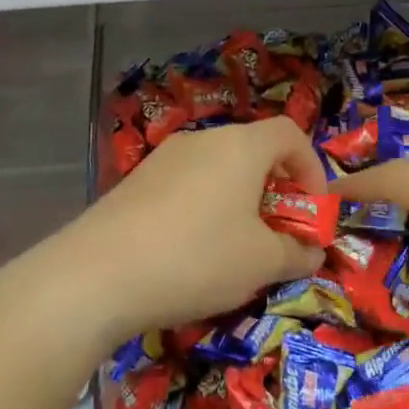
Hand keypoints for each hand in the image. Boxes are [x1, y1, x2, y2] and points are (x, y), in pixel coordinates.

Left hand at [0, 118, 327, 360]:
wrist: (96, 274)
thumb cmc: (197, 258)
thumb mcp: (261, 262)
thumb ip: (296, 253)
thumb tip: (312, 252)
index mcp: (240, 146)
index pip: (290, 134)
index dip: (312, 169)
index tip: (311, 212)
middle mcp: (201, 140)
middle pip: (252, 152)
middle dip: (274, 191)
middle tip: (276, 236)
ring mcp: (162, 159)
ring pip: (217, 171)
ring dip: (238, 202)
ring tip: (235, 249)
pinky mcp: (135, 183)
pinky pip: (185, 186)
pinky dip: (203, 209)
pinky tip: (190, 252)